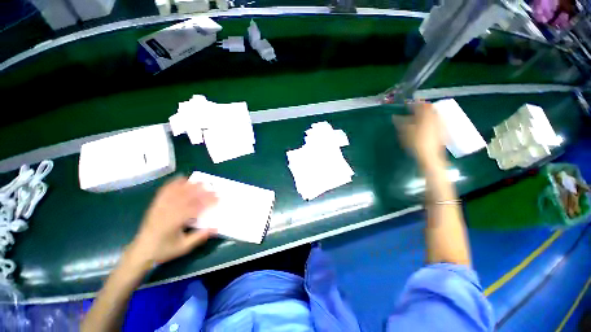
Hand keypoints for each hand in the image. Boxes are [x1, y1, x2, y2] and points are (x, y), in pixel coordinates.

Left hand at [128, 177, 217, 266]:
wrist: (142, 250)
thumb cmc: (164, 249)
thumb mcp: (183, 247)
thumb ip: (199, 237)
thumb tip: (216, 228)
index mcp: (173, 223)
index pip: (193, 208)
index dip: (207, 202)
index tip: (217, 199)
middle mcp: (166, 212)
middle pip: (186, 197)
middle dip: (201, 192)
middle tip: (213, 189)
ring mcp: (159, 207)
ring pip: (176, 192)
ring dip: (189, 186)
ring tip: (201, 182)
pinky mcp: (155, 205)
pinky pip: (164, 191)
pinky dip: (173, 183)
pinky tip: (181, 178)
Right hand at [392, 101, 445, 165]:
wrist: (430, 155)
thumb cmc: (416, 142)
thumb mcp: (405, 132)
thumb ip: (400, 122)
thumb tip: (394, 116)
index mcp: (425, 115)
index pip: (419, 105)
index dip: (412, 104)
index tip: (406, 105)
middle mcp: (435, 116)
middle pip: (428, 108)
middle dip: (420, 108)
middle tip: (412, 111)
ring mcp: (440, 123)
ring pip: (433, 114)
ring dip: (425, 114)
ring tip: (418, 118)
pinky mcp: (442, 130)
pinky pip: (436, 121)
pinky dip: (430, 120)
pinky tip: (425, 126)